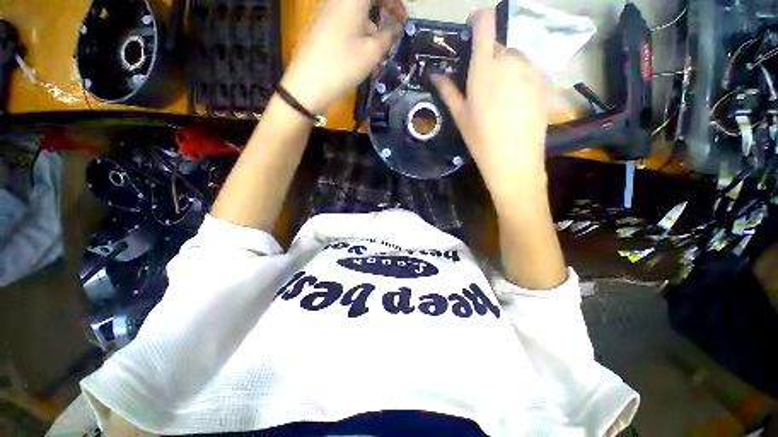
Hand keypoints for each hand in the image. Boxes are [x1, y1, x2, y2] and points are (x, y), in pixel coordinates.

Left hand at [281, 0, 406, 114]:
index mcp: (352, 0)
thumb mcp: (371, 53)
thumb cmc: (343, 65)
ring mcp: (327, 15)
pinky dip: (358, 40)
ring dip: (371, 35)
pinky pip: (346, 28)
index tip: (404, 19)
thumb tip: (396, 27)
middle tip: (393, 35)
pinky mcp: (321, 29)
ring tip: (378, 62)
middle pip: (366, 3)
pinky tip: (363, 63)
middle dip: (383, 16)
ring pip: (357, 18)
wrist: (307, 85)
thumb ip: (388, 36)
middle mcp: (338, 1)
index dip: (394, 3)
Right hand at [432, 9, 549, 203]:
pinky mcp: (545, 81)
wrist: (514, 160)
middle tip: (483, 84)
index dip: (478, 19)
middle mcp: (511, 60)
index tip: (472, 30)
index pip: (485, 22)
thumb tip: (434, 75)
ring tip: (501, 97)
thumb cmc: (481, 140)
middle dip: (489, 58)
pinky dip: (521, 78)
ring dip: (506, 68)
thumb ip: (448, 91)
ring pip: (516, 57)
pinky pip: (530, 69)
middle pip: (499, 45)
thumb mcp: (461, 117)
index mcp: (485, 67)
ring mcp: (531, 69)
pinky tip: (517, 102)